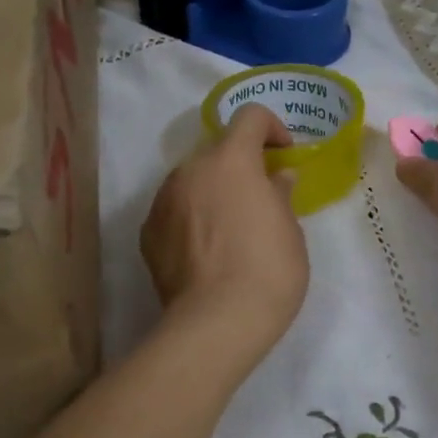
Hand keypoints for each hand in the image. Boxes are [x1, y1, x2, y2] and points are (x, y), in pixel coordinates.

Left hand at [140, 104, 308, 360]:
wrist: (217, 321)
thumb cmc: (268, 269)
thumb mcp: (289, 229)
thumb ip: (280, 194)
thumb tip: (277, 178)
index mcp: (230, 160)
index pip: (249, 116)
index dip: (271, 128)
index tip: (283, 155)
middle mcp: (190, 170)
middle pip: (216, 151)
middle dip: (239, 165)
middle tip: (258, 197)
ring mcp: (163, 200)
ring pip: (191, 181)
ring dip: (211, 190)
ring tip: (228, 228)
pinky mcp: (147, 233)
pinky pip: (173, 211)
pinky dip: (189, 218)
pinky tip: (204, 251)